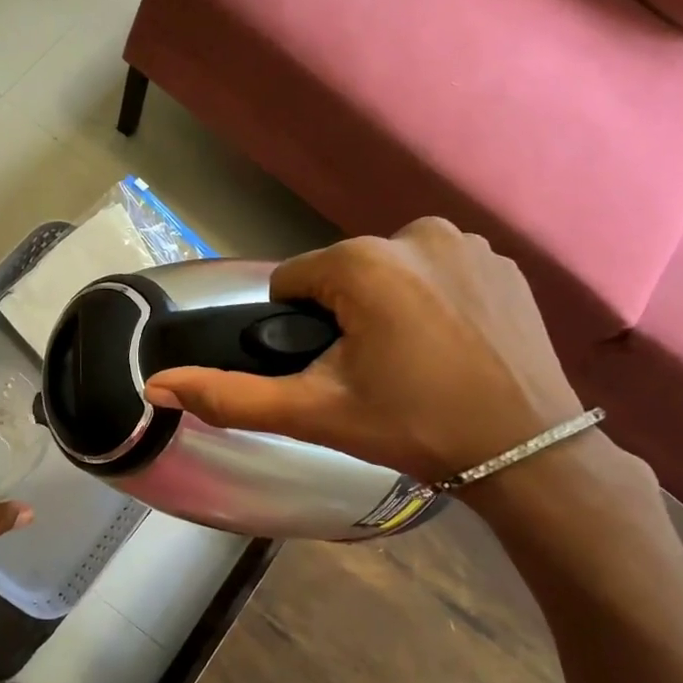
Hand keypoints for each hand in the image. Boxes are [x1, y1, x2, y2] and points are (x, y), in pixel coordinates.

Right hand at [142, 220, 585, 486]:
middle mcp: (414, 232)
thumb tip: (155, 383)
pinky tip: (450, 345)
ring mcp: (467, 242)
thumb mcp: (313, 413)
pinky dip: (431, 300)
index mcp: (362, 262)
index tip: (333, 370)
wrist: (526, 451)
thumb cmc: (412, 427)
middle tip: (373, 374)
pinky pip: (435, 272)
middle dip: (343, 318)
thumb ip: (230, 396)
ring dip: (385, 308)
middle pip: (340, 275)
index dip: (299, 330)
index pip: (292, 283)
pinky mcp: (501, 261)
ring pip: (387, 272)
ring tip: (413, 362)